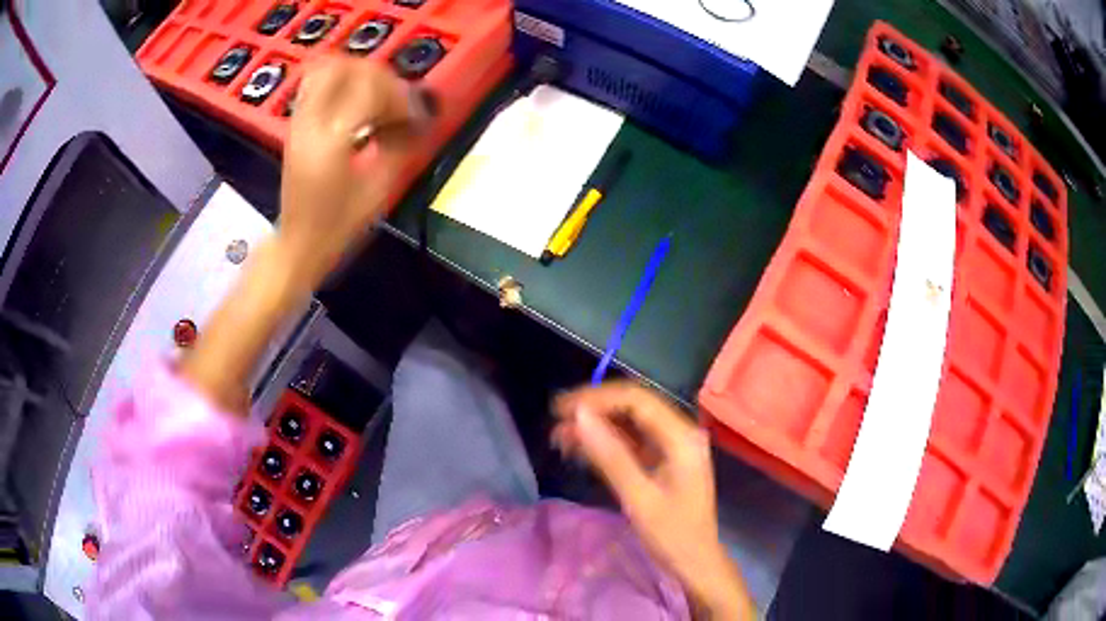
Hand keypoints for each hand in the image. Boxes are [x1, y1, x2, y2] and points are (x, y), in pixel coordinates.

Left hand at [278, 57, 434, 272]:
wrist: (298, 243)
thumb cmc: (338, 226)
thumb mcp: (378, 190)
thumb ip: (400, 146)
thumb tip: (420, 118)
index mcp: (331, 141)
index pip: (371, 90)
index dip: (401, 97)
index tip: (416, 118)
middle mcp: (311, 121)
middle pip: (347, 67)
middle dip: (380, 77)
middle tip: (395, 101)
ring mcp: (299, 119)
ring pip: (328, 67)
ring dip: (359, 72)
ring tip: (376, 95)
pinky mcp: (296, 122)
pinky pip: (316, 81)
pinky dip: (341, 79)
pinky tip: (356, 100)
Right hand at [553, 382, 753, 619]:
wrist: (695, 562)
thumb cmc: (672, 534)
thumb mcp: (638, 497)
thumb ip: (610, 455)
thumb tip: (579, 417)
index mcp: (682, 437)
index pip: (637, 400)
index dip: (597, 398)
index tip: (561, 409)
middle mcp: (679, 433)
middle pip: (633, 406)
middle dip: (594, 410)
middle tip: (556, 421)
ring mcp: (672, 446)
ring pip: (630, 423)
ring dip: (596, 426)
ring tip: (560, 437)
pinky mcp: (663, 459)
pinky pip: (632, 441)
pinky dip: (606, 443)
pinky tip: (580, 449)